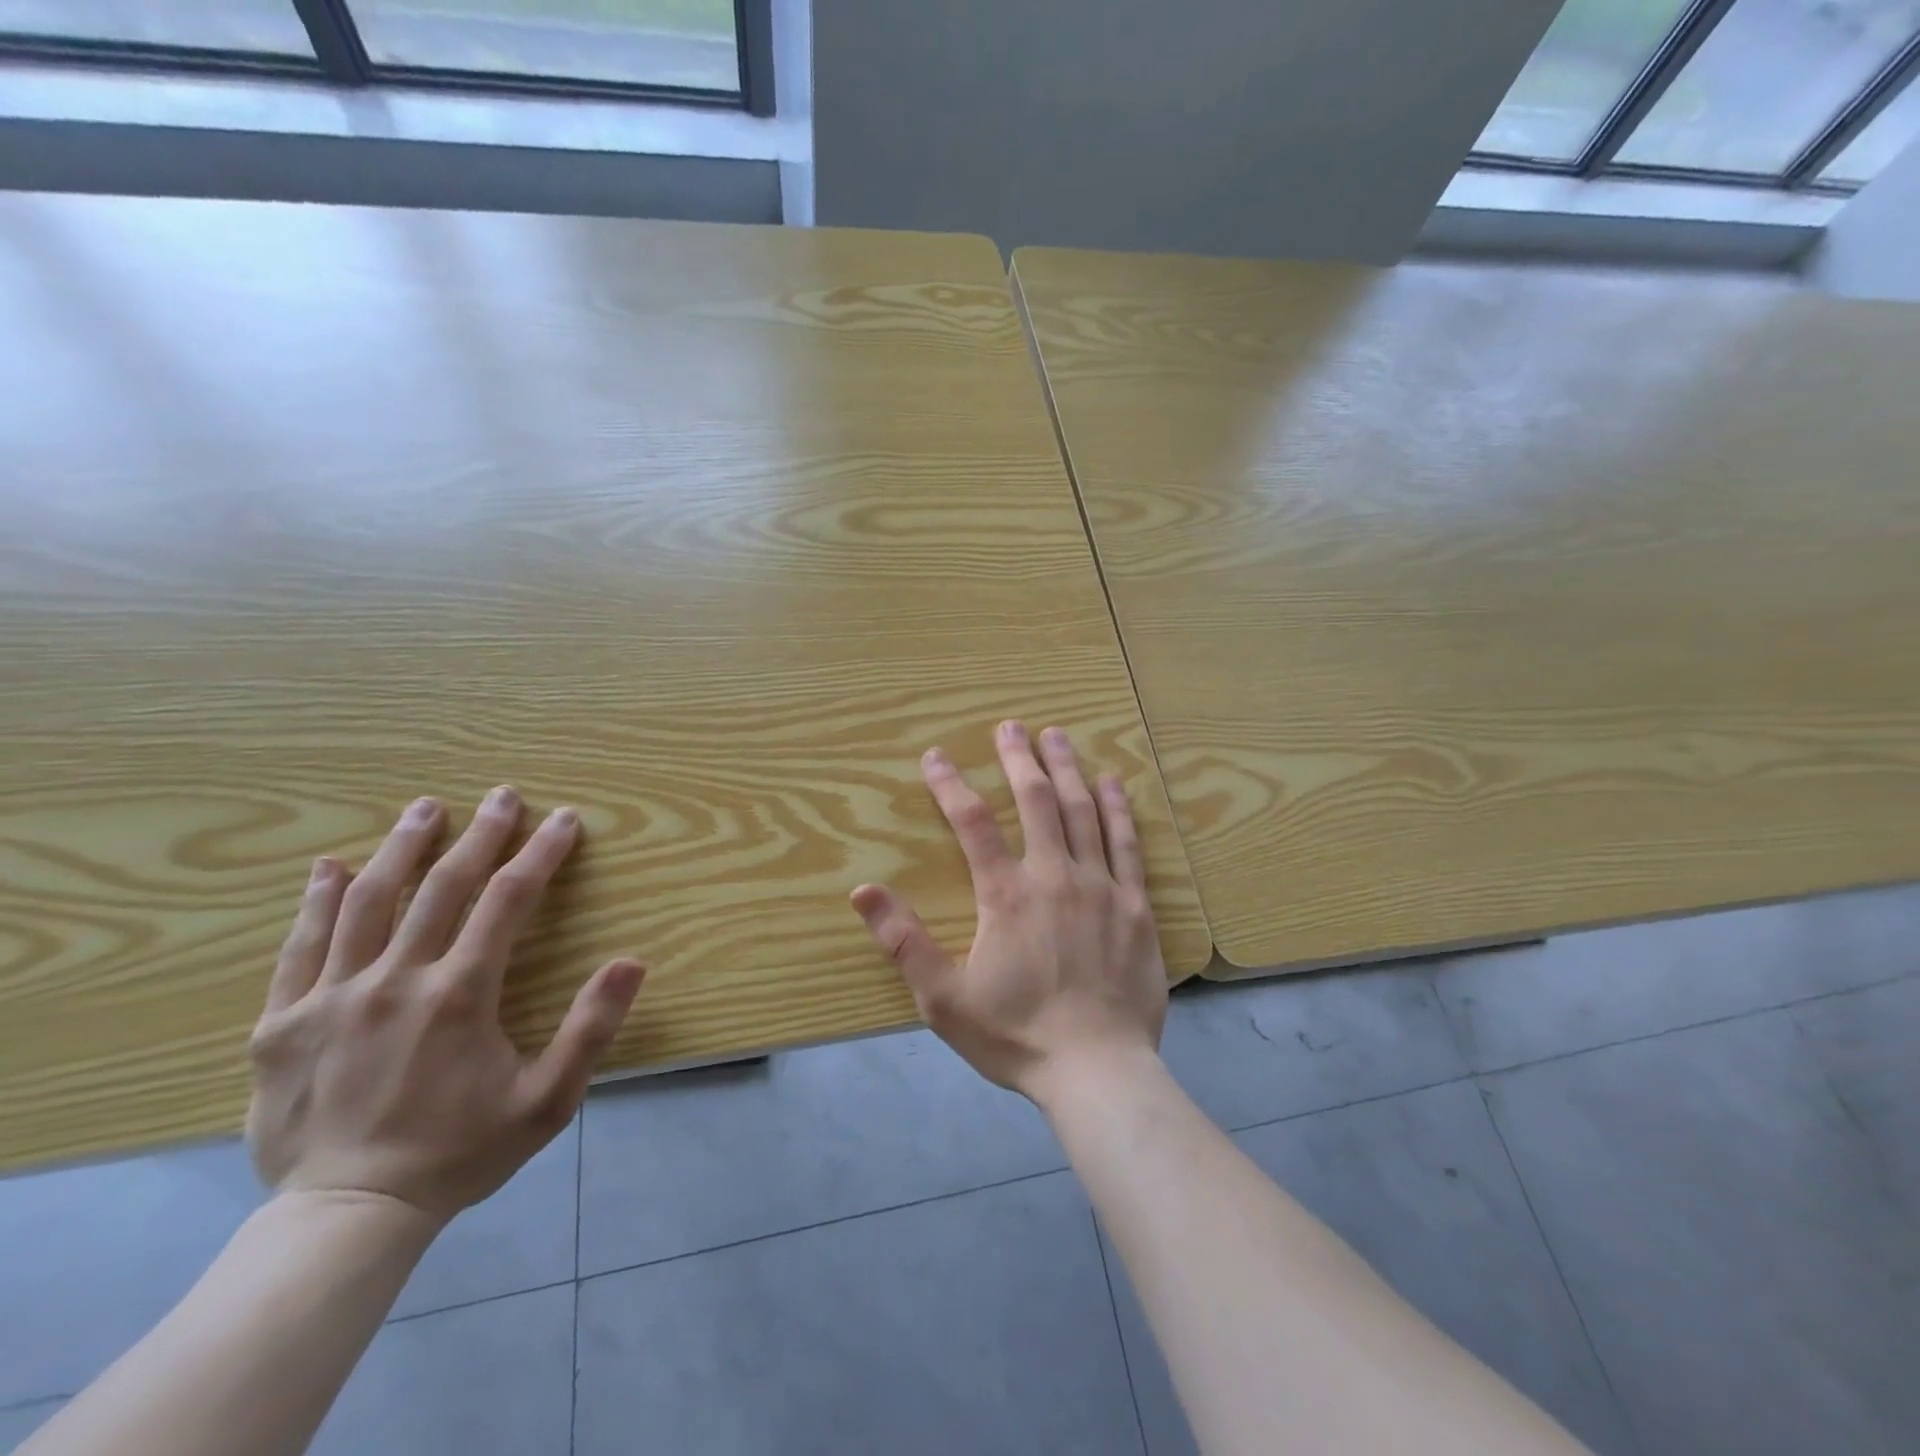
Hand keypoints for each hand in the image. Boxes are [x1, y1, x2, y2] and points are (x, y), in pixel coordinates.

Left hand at [246, 788, 644, 1222]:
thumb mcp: (548, 1100)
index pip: (508, 900)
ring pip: (367, 902)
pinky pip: (299, 948)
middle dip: (480, 834)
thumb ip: (591, 1027)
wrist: (347, 1218)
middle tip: (502, 795)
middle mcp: (394, 981)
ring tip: (424, 809)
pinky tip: (328, 868)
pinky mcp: (281, 1024)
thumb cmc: (460, 1152)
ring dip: (401, 848)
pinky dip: (316, 902)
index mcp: (459, 995)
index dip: (540, 853)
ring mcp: (330, 998)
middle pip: (442, 886)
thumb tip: (631, 961)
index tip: (564, 820)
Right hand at [850, 721, 1167, 1102]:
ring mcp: (1101, 886)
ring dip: (1066, 769)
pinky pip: (1127, 844)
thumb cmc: (1016, 1035)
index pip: (973, 822)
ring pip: (1082, 811)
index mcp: (1006, 894)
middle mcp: (1054, 876)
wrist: (1097, 1070)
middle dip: (1019, 758)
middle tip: (1010, 726)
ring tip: (1056, 735)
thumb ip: (903, 940)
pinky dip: (1118, 808)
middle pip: (1036, 800)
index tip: (935, 756)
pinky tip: (1111, 782)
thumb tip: (862, 890)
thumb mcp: (943, 998)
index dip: (951, 784)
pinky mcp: (1136, 905)